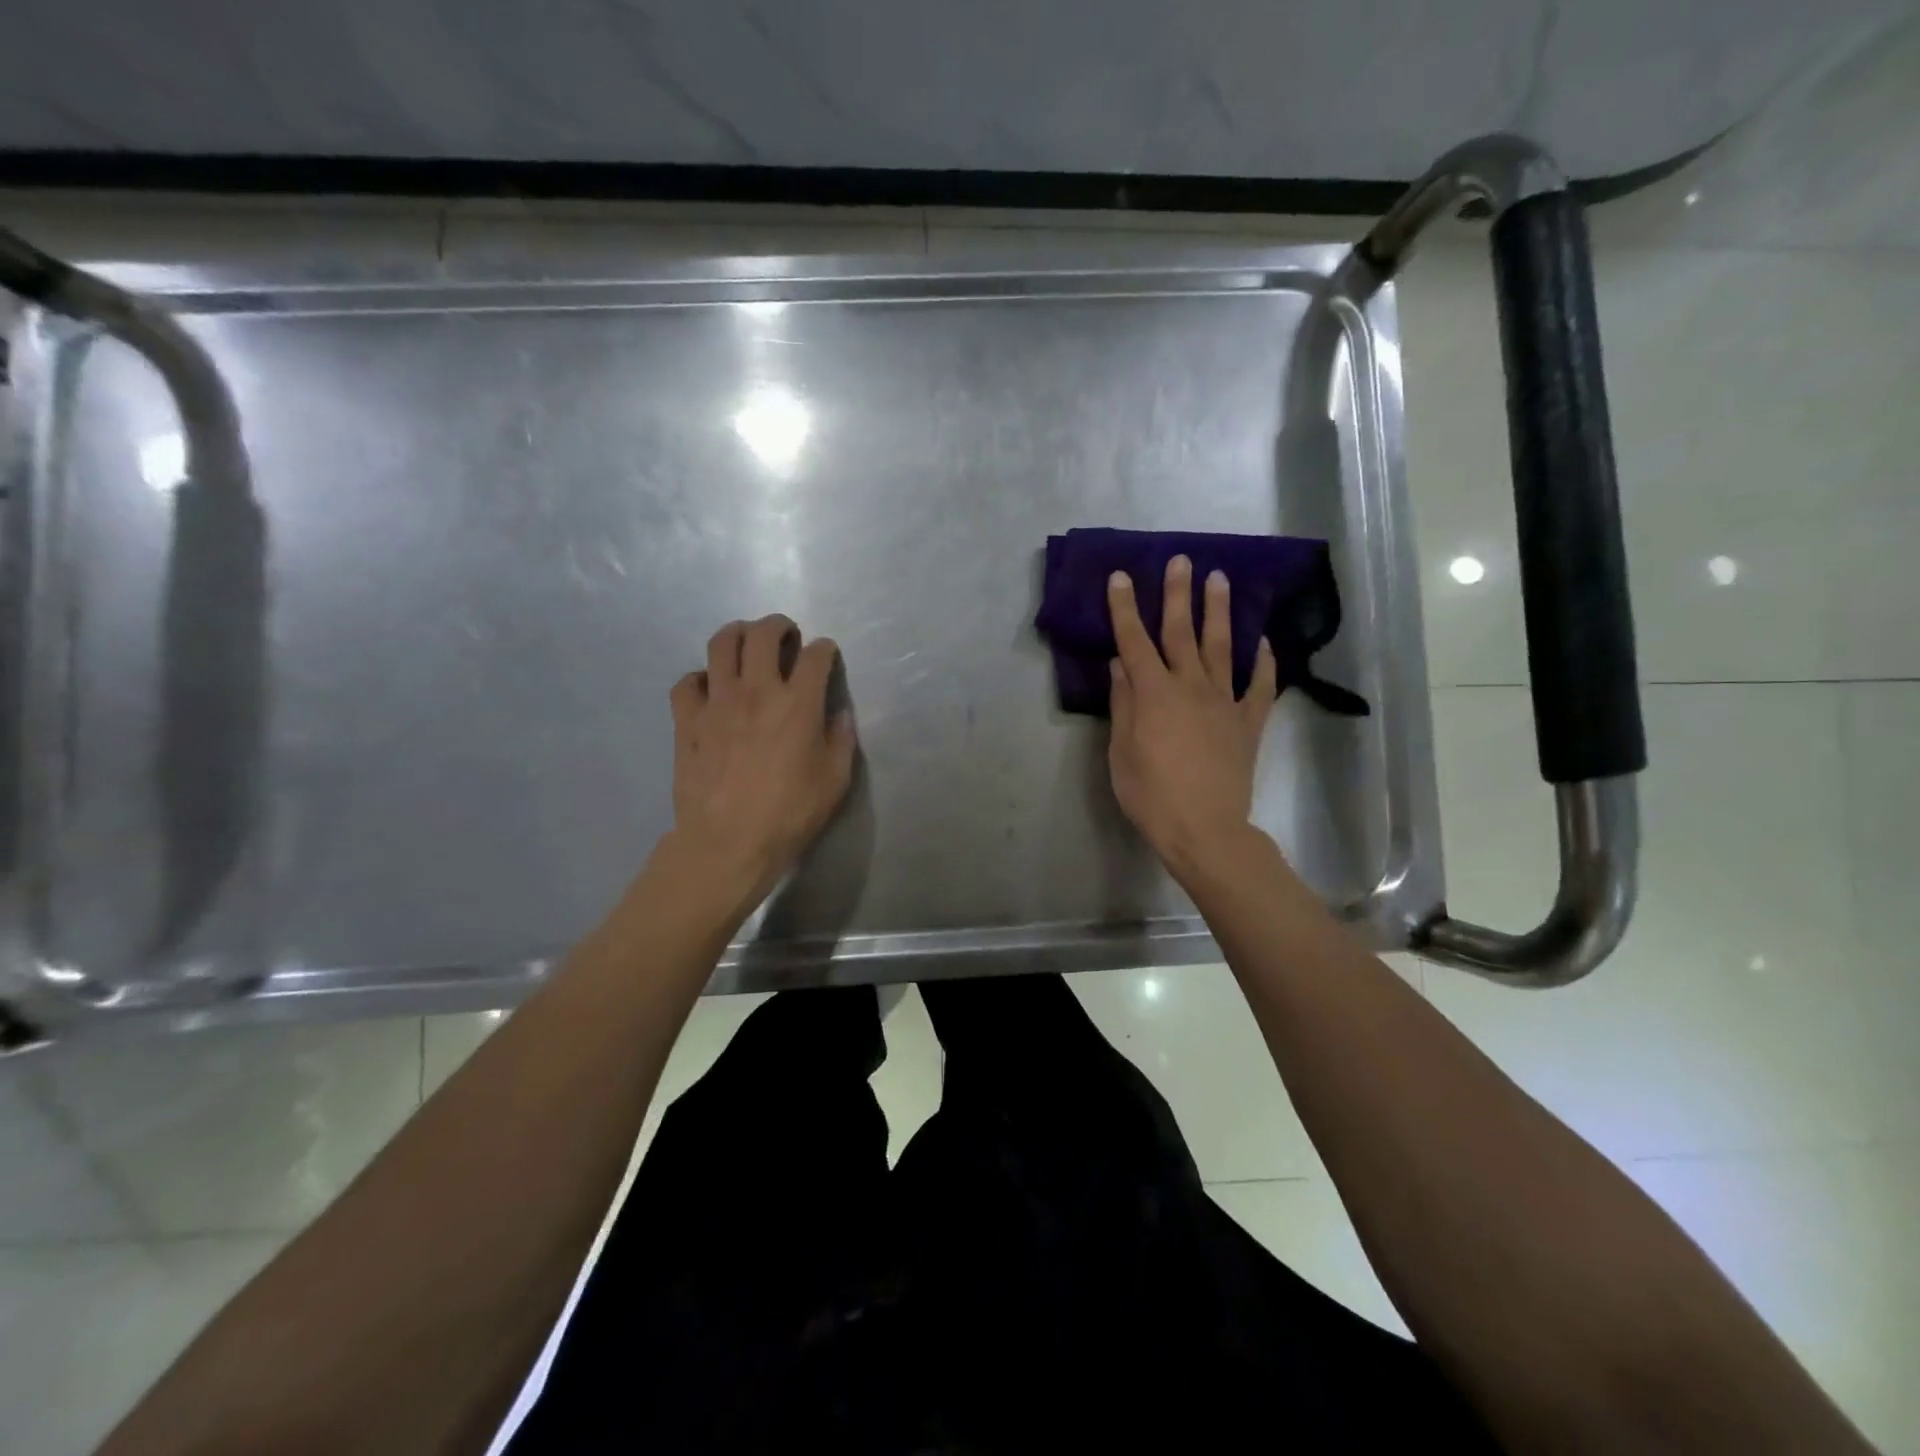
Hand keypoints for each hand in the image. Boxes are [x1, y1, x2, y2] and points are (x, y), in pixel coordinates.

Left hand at [668, 615, 855, 898]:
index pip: (815, 656)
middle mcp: (757, 691)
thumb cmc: (790, 813)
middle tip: (785, 635)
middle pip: (763, 634)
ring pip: (720, 644)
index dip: (825, 649)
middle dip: (778, 625)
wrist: (729, 842)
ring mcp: (717, 702)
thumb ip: (841, 740)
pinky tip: (709, 690)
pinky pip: (687, 682)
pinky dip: (700, 678)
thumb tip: (838, 714)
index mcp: (798, 703)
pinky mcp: (687, 721)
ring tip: (745, 644)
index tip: (826, 654)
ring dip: (737, 634)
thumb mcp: (835, 780)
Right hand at [1107, 556, 1276, 882]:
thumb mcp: (1121, 752)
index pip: (1134, 641)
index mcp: (1153, 694)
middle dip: (1178, 594)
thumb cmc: (1151, 795)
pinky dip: (1262, 662)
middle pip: (1181, 632)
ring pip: (1221, 648)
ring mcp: (1224, 702)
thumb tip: (1120, 665)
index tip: (1122, 577)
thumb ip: (1123, 705)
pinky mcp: (1248, 723)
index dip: (1125, 608)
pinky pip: (1258, 686)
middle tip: (1181, 560)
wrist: (1204, 829)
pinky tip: (1262, 643)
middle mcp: (1190, 687)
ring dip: (1219, 612)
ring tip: (1220, 579)